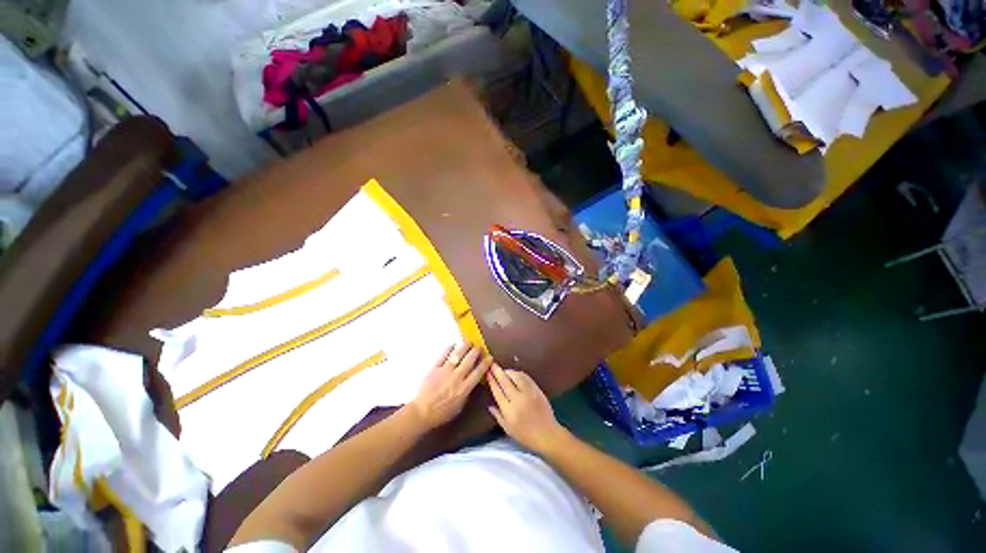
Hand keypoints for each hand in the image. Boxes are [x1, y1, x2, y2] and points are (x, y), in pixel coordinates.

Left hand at [408, 343, 491, 429]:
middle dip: (476, 351)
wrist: (422, 412)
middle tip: (479, 346)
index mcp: (464, 388)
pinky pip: (443, 355)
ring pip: (457, 355)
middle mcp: (457, 377)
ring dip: (464, 346)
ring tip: (468, 341)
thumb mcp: (460, 406)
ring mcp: (445, 371)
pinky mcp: (434, 368)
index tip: (489, 357)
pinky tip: (453, 344)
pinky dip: (449, 348)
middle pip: (469, 360)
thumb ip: (467, 392)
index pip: (478, 372)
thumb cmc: (441, 413)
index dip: (485, 363)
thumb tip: (473, 382)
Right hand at [487, 364, 565, 453]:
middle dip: (497, 371)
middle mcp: (517, 399)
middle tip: (492, 364)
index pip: (497, 391)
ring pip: (516, 376)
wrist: (547, 434)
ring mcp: (528, 393)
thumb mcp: (508, 429)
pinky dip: (519, 373)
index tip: (487, 372)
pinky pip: (526, 377)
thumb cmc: (526, 435)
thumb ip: (498, 415)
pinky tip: (515, 373)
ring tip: (503, 370)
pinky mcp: (536, 390)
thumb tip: (489, 405)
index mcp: (509, 410)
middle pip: (505, 381)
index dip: (491, 380)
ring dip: (508, 371)